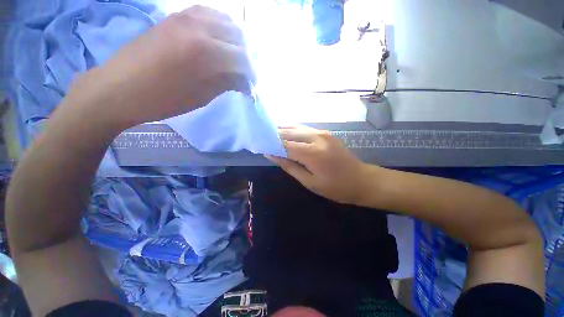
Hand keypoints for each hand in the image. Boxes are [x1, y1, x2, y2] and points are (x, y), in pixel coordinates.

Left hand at [66, 6, 254, 130]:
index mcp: (205, 52)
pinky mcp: (176, 16)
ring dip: (235, 40)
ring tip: (234, 58)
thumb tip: (244, 81)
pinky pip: (208, 13)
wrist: (119, 88)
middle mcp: (199, 27)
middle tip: (244, 74)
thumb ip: (227, 83)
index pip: (242, 59)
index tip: (251, 86)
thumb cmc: (163, 99)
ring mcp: (185, 16)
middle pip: (238, 37)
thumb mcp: (202, 97)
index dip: (251, 74)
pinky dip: (220, 26)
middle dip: (246, 57)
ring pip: (226, 21)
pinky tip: (219, 41)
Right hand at [267, 125, 374, 204]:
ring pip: (296, 127)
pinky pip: (304, 128)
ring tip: (270, 134)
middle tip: (261, 138)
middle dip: (274, 135)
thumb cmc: (335, 187)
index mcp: (312, 153)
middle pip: (289, 132)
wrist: (362, 180)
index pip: (284, 144)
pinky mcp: (326, 133)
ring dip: (282, 130)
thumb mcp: (309, 182)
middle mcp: (317, 138)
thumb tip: (271, 155)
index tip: (259, 145)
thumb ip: (289, 166)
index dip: (270, 144)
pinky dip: (293, 130)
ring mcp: (322, 133)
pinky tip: (285, 133)